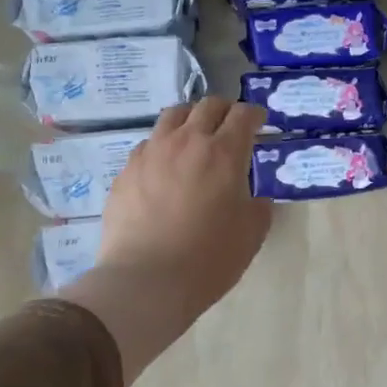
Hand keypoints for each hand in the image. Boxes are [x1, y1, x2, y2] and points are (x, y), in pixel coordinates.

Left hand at [61, 97, 270, 386]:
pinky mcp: (126, 170)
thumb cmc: (209, 258)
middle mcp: (187, 141)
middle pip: (207, 106)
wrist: (147, 280)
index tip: (259, 122)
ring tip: (195, 137)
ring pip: (173, 116)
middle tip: (231, 126)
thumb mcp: (252, 233)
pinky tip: (166, 168)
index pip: (243, 114)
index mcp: (224, 152)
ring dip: (191, 119)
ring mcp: (151, 153)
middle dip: (224, 110)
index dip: (254, 114)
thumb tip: (254, 197)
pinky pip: (148, 144)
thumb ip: (258, 206)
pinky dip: (164, 146)